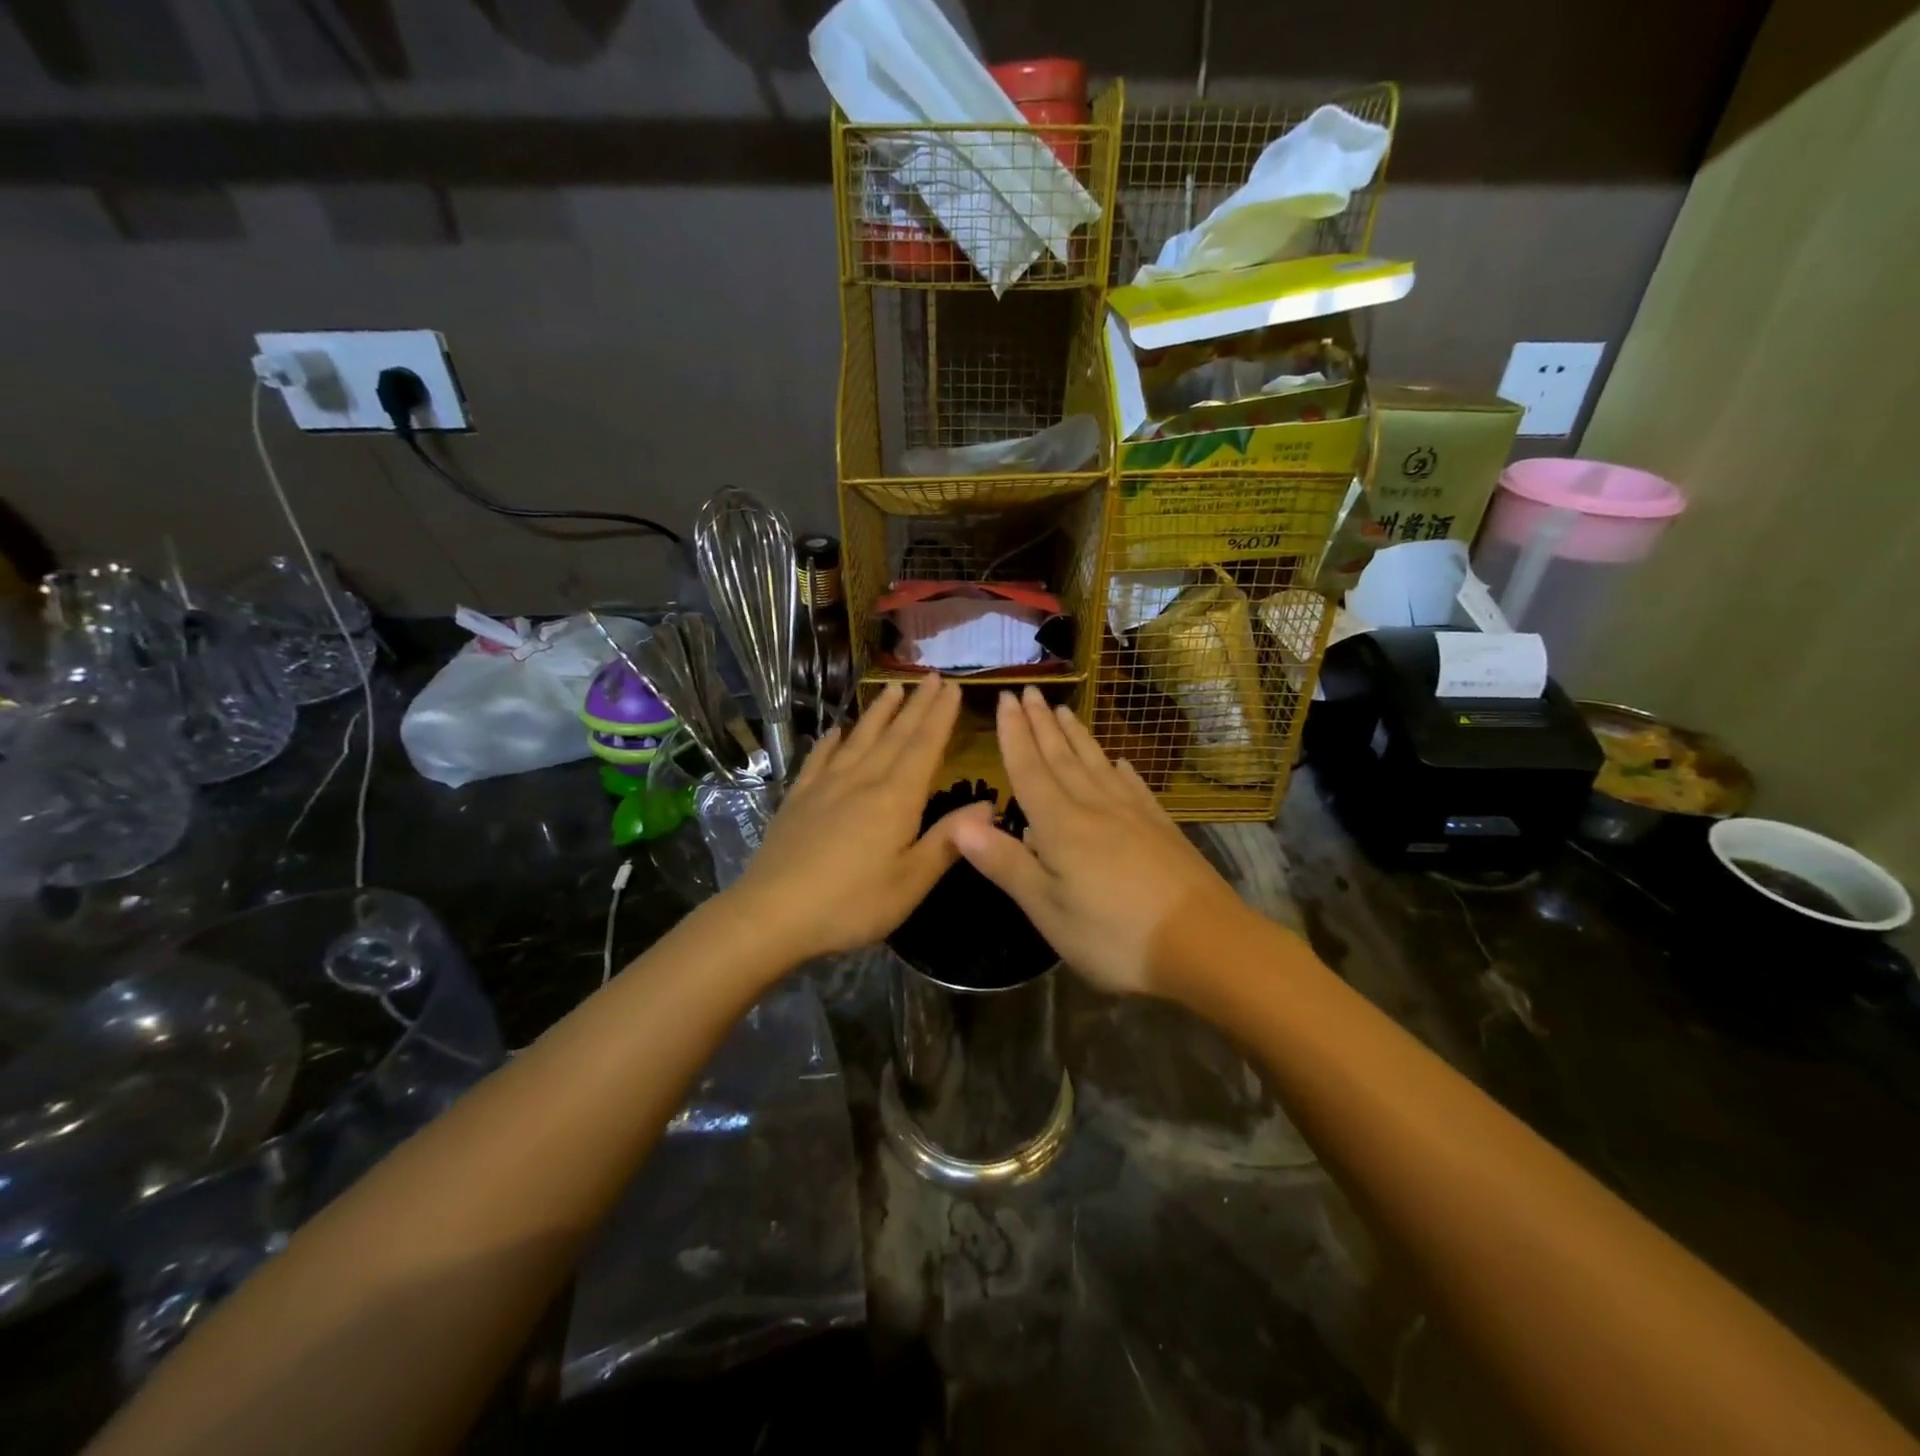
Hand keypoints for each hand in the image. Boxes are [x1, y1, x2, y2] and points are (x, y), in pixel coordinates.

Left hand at [730, 675, 982, 961]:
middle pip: (894, 735)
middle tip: (931, 676)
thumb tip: (988, 806)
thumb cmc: (851, 903)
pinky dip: (831, 741)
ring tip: (892, 688)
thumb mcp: (911, 882)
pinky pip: (819, 759)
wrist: (772, 914)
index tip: (952, 687)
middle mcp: (862, 780)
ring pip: (858, 739)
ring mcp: (825, 786)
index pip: (924, 746)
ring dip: (878, 713)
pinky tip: (835, 730)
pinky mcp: (798, 799)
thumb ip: (948, 840)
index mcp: (896, 799)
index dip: (940, 716)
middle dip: (916, 705)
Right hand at [951, 687, 1247, 996]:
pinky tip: (1119, 762)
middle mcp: (1094, 807)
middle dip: (1041, 723)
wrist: (1205, 943)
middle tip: (1029, 691)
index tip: (1006, 698)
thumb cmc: (1114, 934)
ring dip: (1076, 736)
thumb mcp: (1047, 908)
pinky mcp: (1161, 827)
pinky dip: (1120, 769)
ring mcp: (1133, 814)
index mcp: (1060, 825)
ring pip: (1096, 764)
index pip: (1029, 769)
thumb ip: (1005, 863)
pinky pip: (1133, 786)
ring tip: (1063, 710)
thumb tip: (959, 824)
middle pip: (1062, 757)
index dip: (1014, 734)